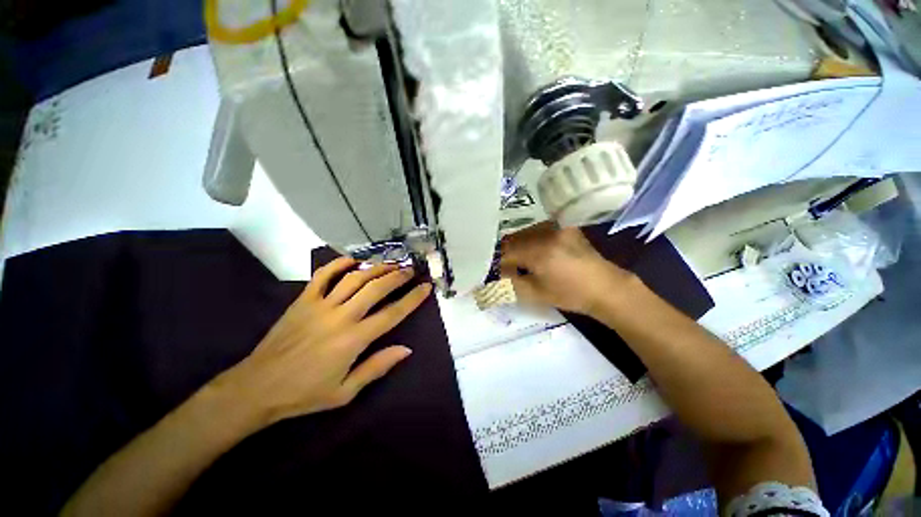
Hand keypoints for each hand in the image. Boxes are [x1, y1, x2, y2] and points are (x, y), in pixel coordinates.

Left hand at [215, 257, 431, 425]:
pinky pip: (322, 276)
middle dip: (396, 277)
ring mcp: (319, 305)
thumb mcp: (345, 391)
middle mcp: (340, 316)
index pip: (391, 315)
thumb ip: (375, 367)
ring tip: (390, 263)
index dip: (411, 300)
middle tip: (412, 270)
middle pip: (374, 289)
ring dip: (374, 268)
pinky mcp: (302, 300)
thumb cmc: (306, 394)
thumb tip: (405, 349)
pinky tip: (351, 262)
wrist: (264, 383)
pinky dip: (338, 265)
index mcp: (353, 340)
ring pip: (352, 279)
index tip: (426, 287)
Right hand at [500, 222, 632, 314]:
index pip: (506, 251)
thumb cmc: (572, 294)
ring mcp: (558, 228)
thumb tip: (494, 278)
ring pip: (528, 233)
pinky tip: (540, 255)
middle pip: (516, 238)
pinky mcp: (567, 228)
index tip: (497, 274)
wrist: (604, 287)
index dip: (499, 263)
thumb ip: (512, 284)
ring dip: (522, 246)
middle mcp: (546, 233)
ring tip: (524, 263)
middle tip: (508, 270)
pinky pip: (542, 231)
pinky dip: (535, 241)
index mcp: (538, 250)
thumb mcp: (537, 294)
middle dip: (509, 253)